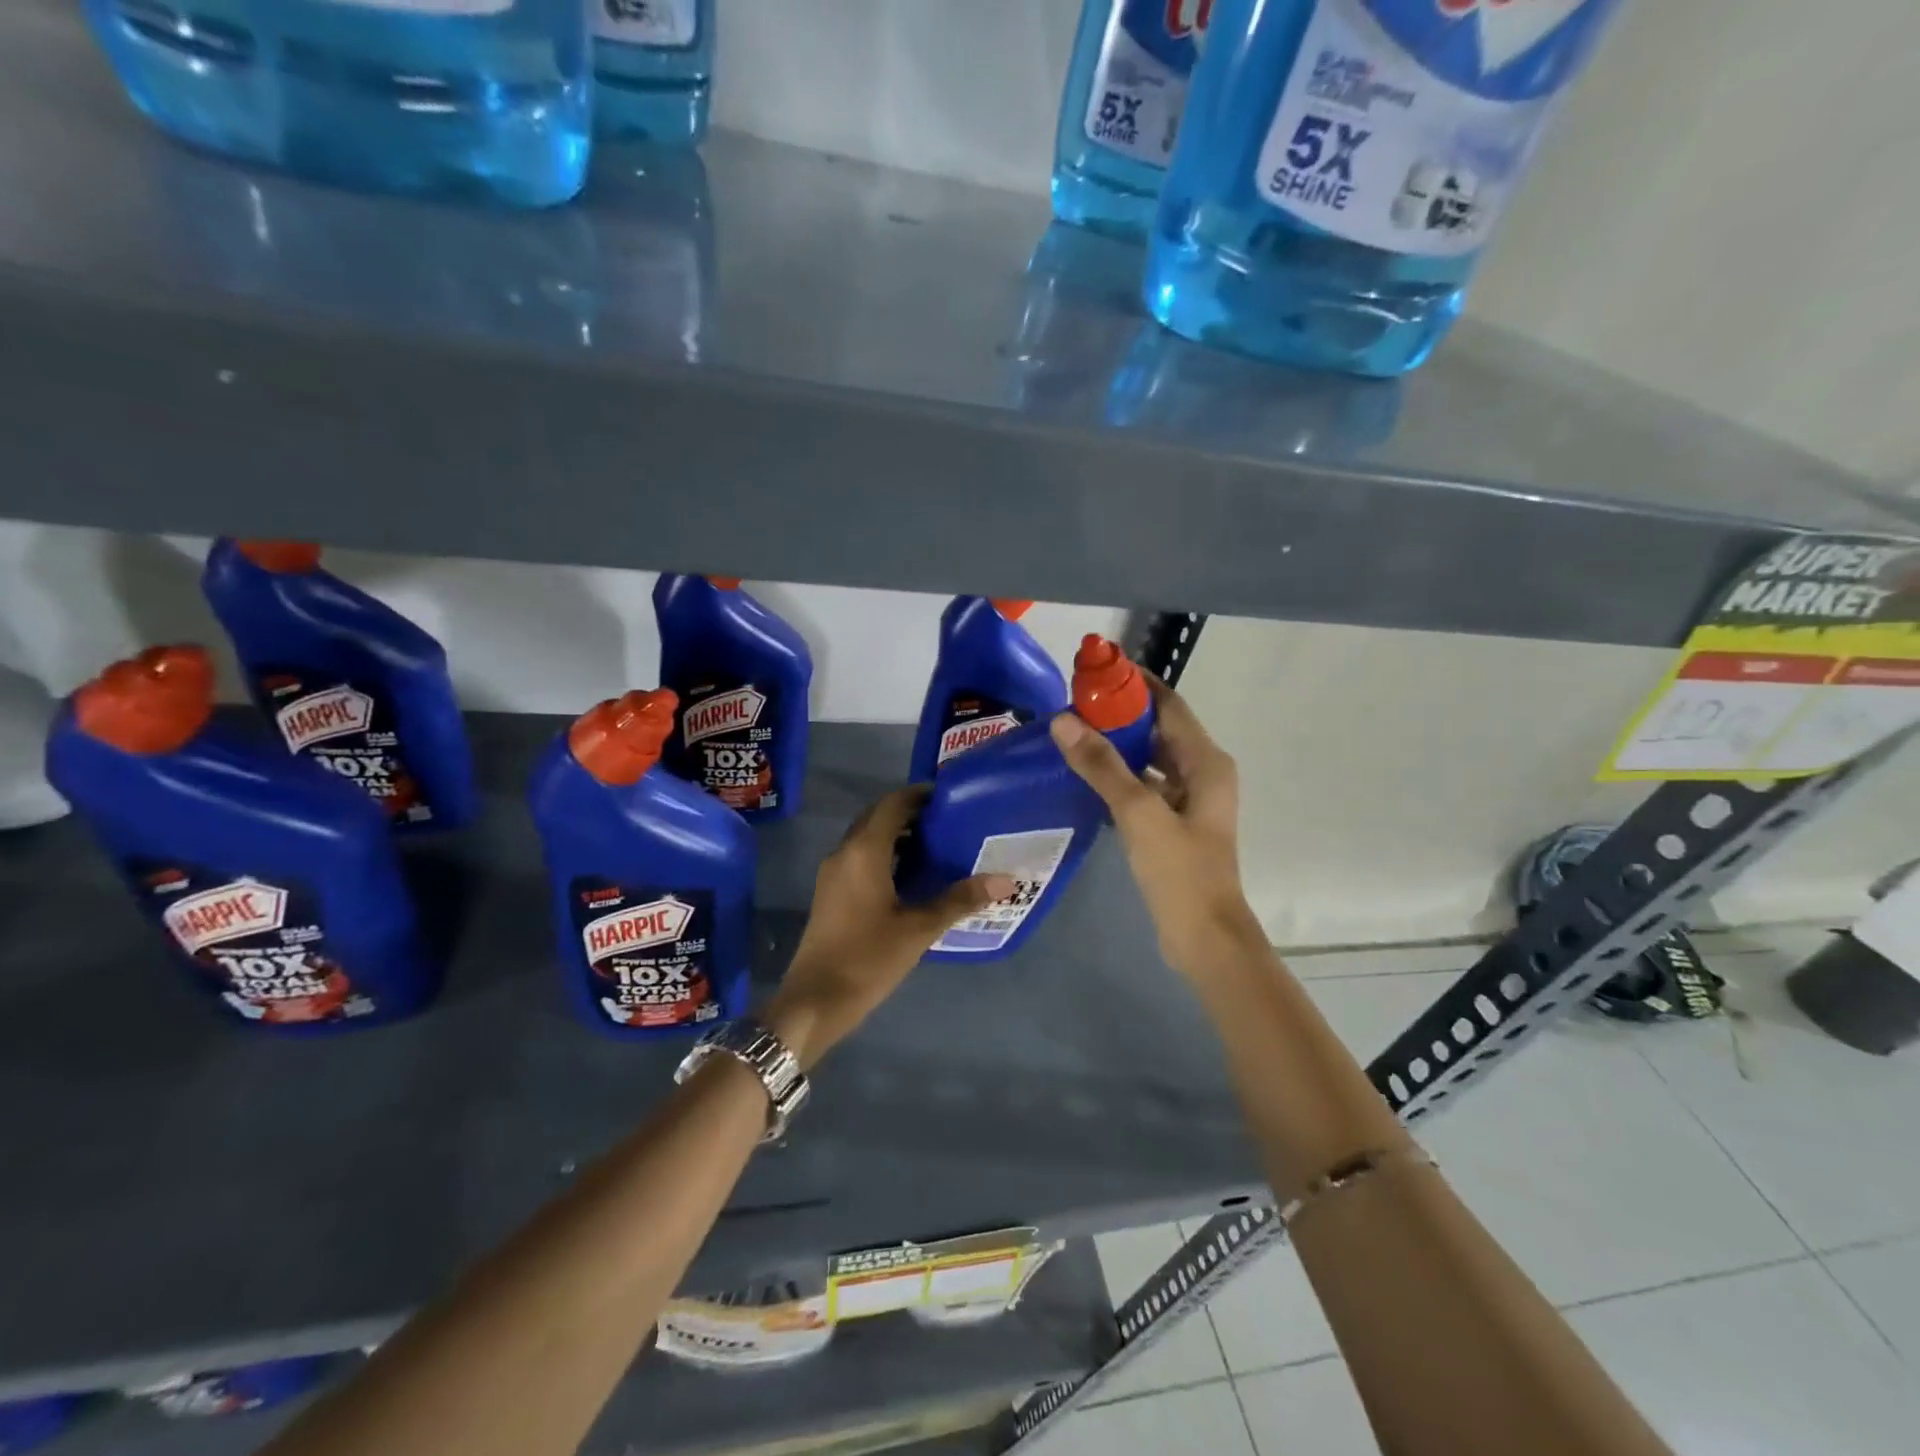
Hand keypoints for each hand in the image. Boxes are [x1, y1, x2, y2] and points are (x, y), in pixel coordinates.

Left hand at [764, 787, 1014, 1068]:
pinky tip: (910, 875)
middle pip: (877, 816)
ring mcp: (833, 873)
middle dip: (910, 813)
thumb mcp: (919, 929)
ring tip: (936, 844)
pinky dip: (885, 853)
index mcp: (864, 851)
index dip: (919, 795)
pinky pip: (860, 857)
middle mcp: (844, 852)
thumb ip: (960, 900)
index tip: (950, 796)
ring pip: (867, 838)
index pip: (892, 804)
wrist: (815, 1001)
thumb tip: (1005, 881)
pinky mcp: (831, 892)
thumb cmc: (868, 958)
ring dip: (896, 834)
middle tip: (948, 820)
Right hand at [1050, 675, 1261, 975]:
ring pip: (1150, 759)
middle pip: (1159, 728)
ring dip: (1118, 745)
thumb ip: (1101, 765)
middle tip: (1074, 702)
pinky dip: (1120, 776)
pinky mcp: (1174, 824)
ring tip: (1074, 733)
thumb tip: (1063, 720)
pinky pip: (1145, 786)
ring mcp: (1189, 801)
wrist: (1204, 937)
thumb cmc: (1180, 870)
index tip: (1096, 670)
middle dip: (1121, 712)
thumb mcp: (1138, 812)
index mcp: (1205, 761)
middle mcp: (1202, 773)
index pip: (1169, 704)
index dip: (1136, 683)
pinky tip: (1086, 777)